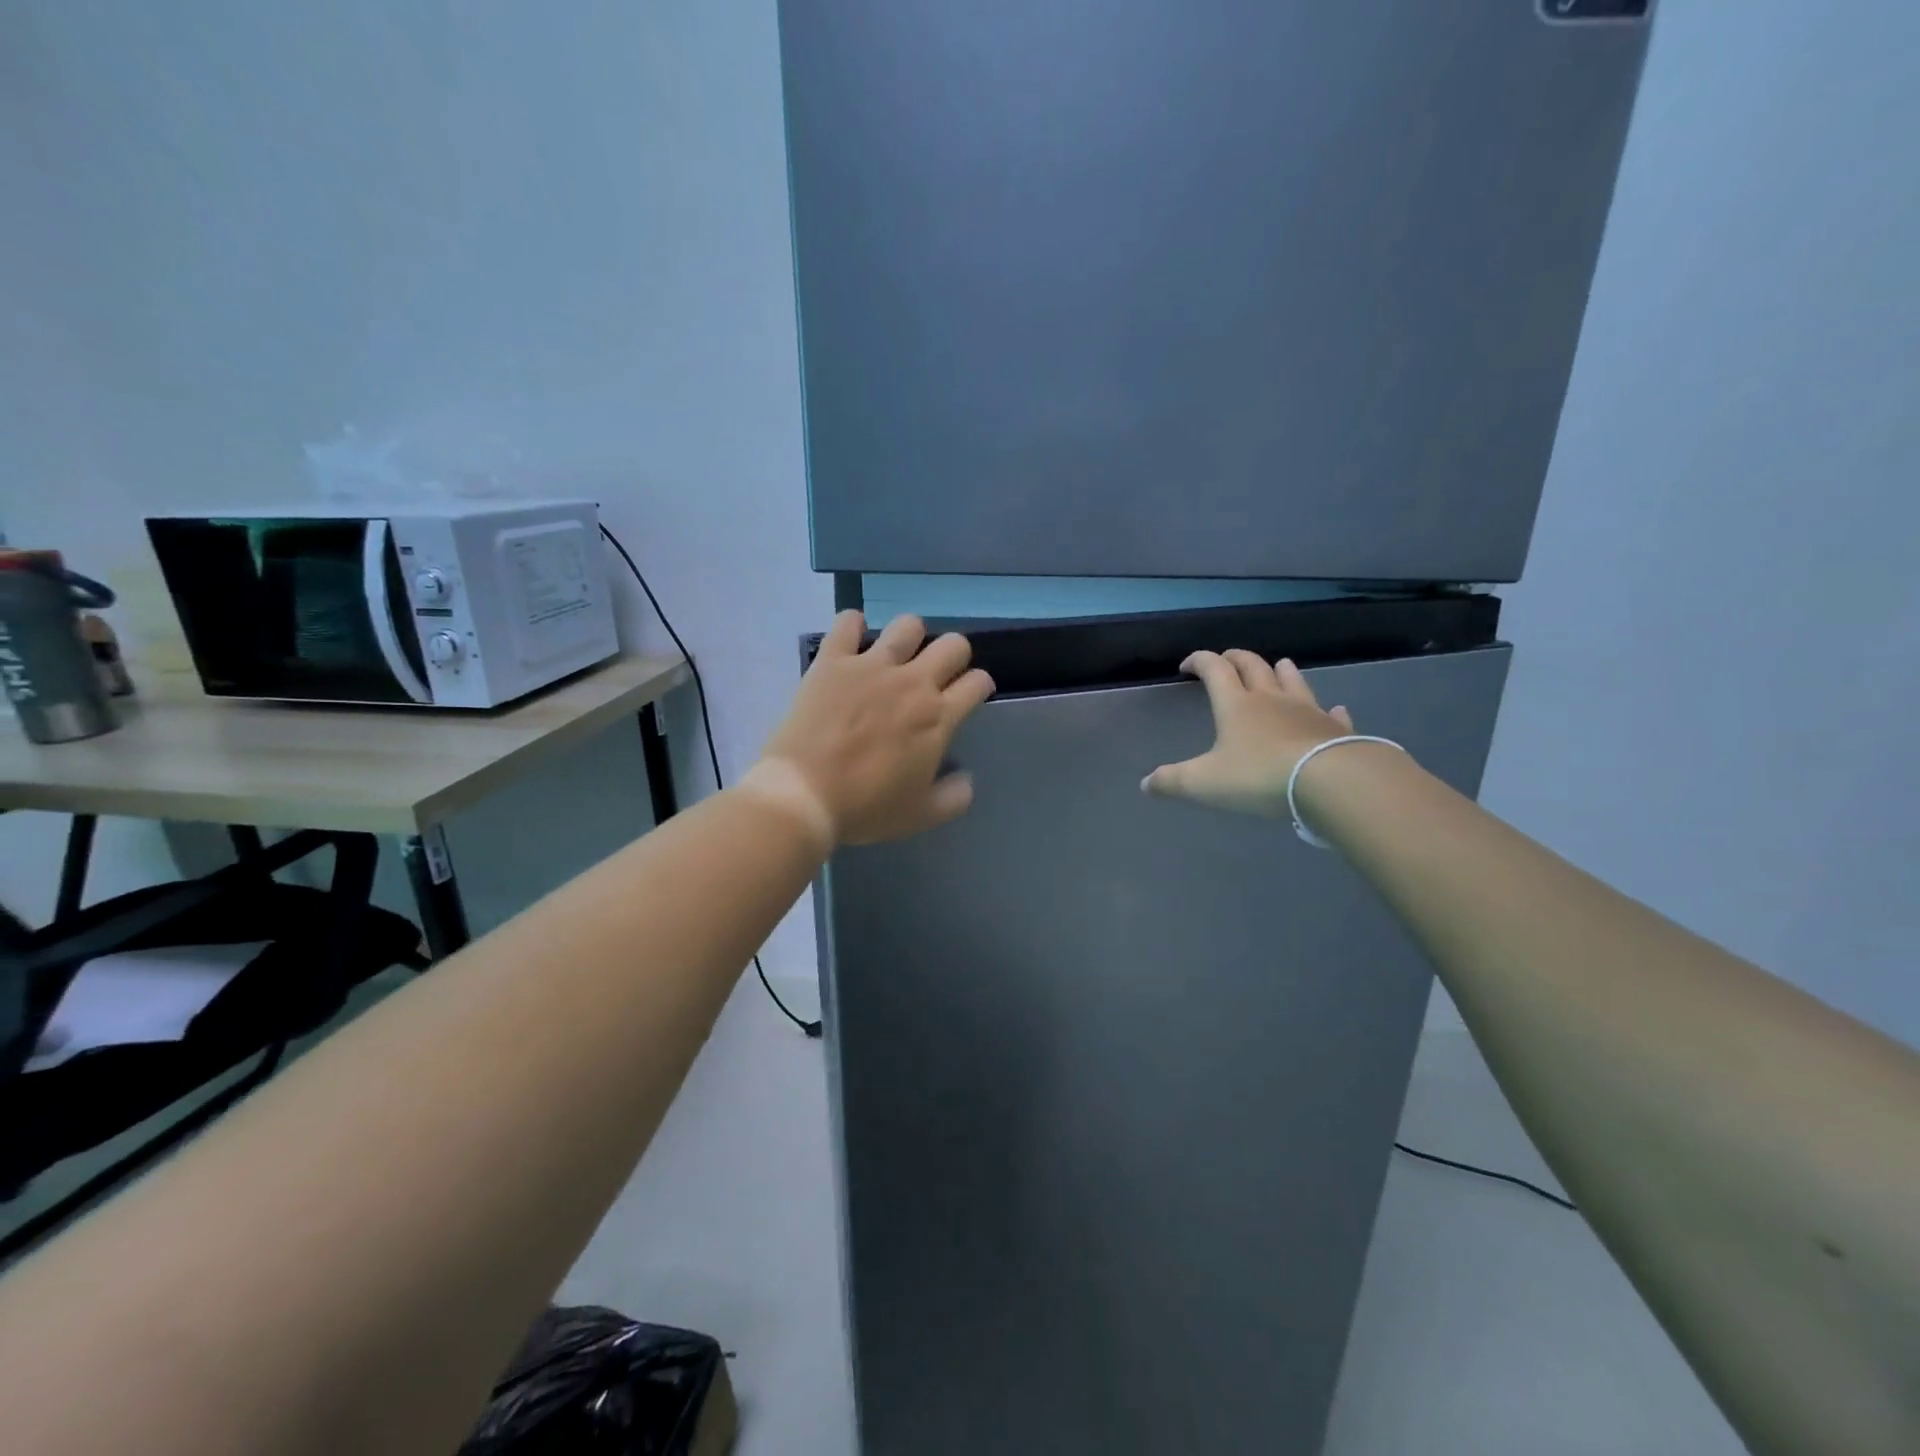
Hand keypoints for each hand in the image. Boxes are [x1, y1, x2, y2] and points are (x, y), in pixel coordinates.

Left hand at [757, 611, 994, 845]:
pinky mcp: (833, 660)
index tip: (969, 696)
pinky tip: (851, 641)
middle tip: (937, 675)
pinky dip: (852, 626)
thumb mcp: (922, 815)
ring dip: (910, 637)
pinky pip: (847, 622)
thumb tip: (965, 777)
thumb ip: (955, 796)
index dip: (979, 686)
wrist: (804, 794)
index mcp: (939, 717)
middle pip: (954, 644)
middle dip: (954, 656)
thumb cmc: (866, 807)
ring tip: (897, 655)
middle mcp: (913, 682)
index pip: (977, 682)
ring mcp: (872, 665)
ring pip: (908, 625)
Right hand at [1141, 651, 1355, 817]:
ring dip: (1281, 671)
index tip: (1186, 666)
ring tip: (1277, 666)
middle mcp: (1271, 699)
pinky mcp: (1335, 729)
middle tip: (1226, 660)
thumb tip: (1145, 784)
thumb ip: (1172, 781)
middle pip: (1252, 666)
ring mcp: (1307, 711)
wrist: (1330, 781)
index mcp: (1236, 705)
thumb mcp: (1205, 783)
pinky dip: (1326, 709)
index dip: (1198, 661)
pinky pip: (1331, 713)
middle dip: (1236, 658)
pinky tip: (1332, 709)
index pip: (1214, 668)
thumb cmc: (1259, 776)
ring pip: (1292, 680)